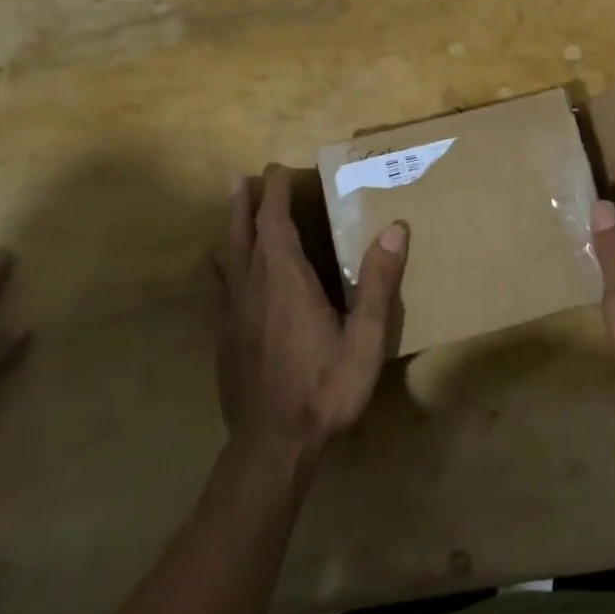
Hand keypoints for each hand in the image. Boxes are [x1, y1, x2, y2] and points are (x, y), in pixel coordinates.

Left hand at [218, 165, 407, 461]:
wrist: (273, 445)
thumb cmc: (325, 388)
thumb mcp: (365, 338)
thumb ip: (378, 282)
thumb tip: (395, 228)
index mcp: (285, 280)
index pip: (275, 222)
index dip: (275, 193)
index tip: (278, 168)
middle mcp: (252, 287)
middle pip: (242, 233)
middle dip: (245, 202)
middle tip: (244, 177)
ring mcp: (232, 314)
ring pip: (226, 258)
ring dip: (230, 228)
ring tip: (232, 210)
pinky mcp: (223, 338)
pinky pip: (219, 287)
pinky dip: (222, 265)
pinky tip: (222, 272)